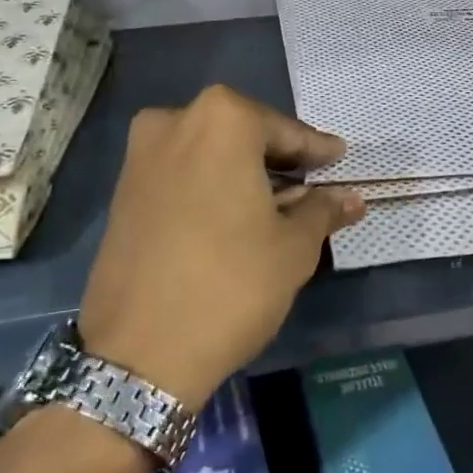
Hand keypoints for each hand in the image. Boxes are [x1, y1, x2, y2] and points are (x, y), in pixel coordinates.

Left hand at [77, 85, 363, 409]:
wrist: (138, 352)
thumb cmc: (231, 284)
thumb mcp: (293, 247)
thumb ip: (322, 210)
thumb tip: (351, 198)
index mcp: (222, 119)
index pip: (285, 131)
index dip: (316, 150)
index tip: (338, 160)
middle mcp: (174, 122)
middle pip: (243, 135)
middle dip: (278, 160)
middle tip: (310, 185)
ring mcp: (140, 155)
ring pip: (209, 154)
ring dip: (243, 173)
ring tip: (275, 206)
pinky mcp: (122, 191)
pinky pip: (181, 175)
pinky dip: (210, 187)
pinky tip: (233, 217)